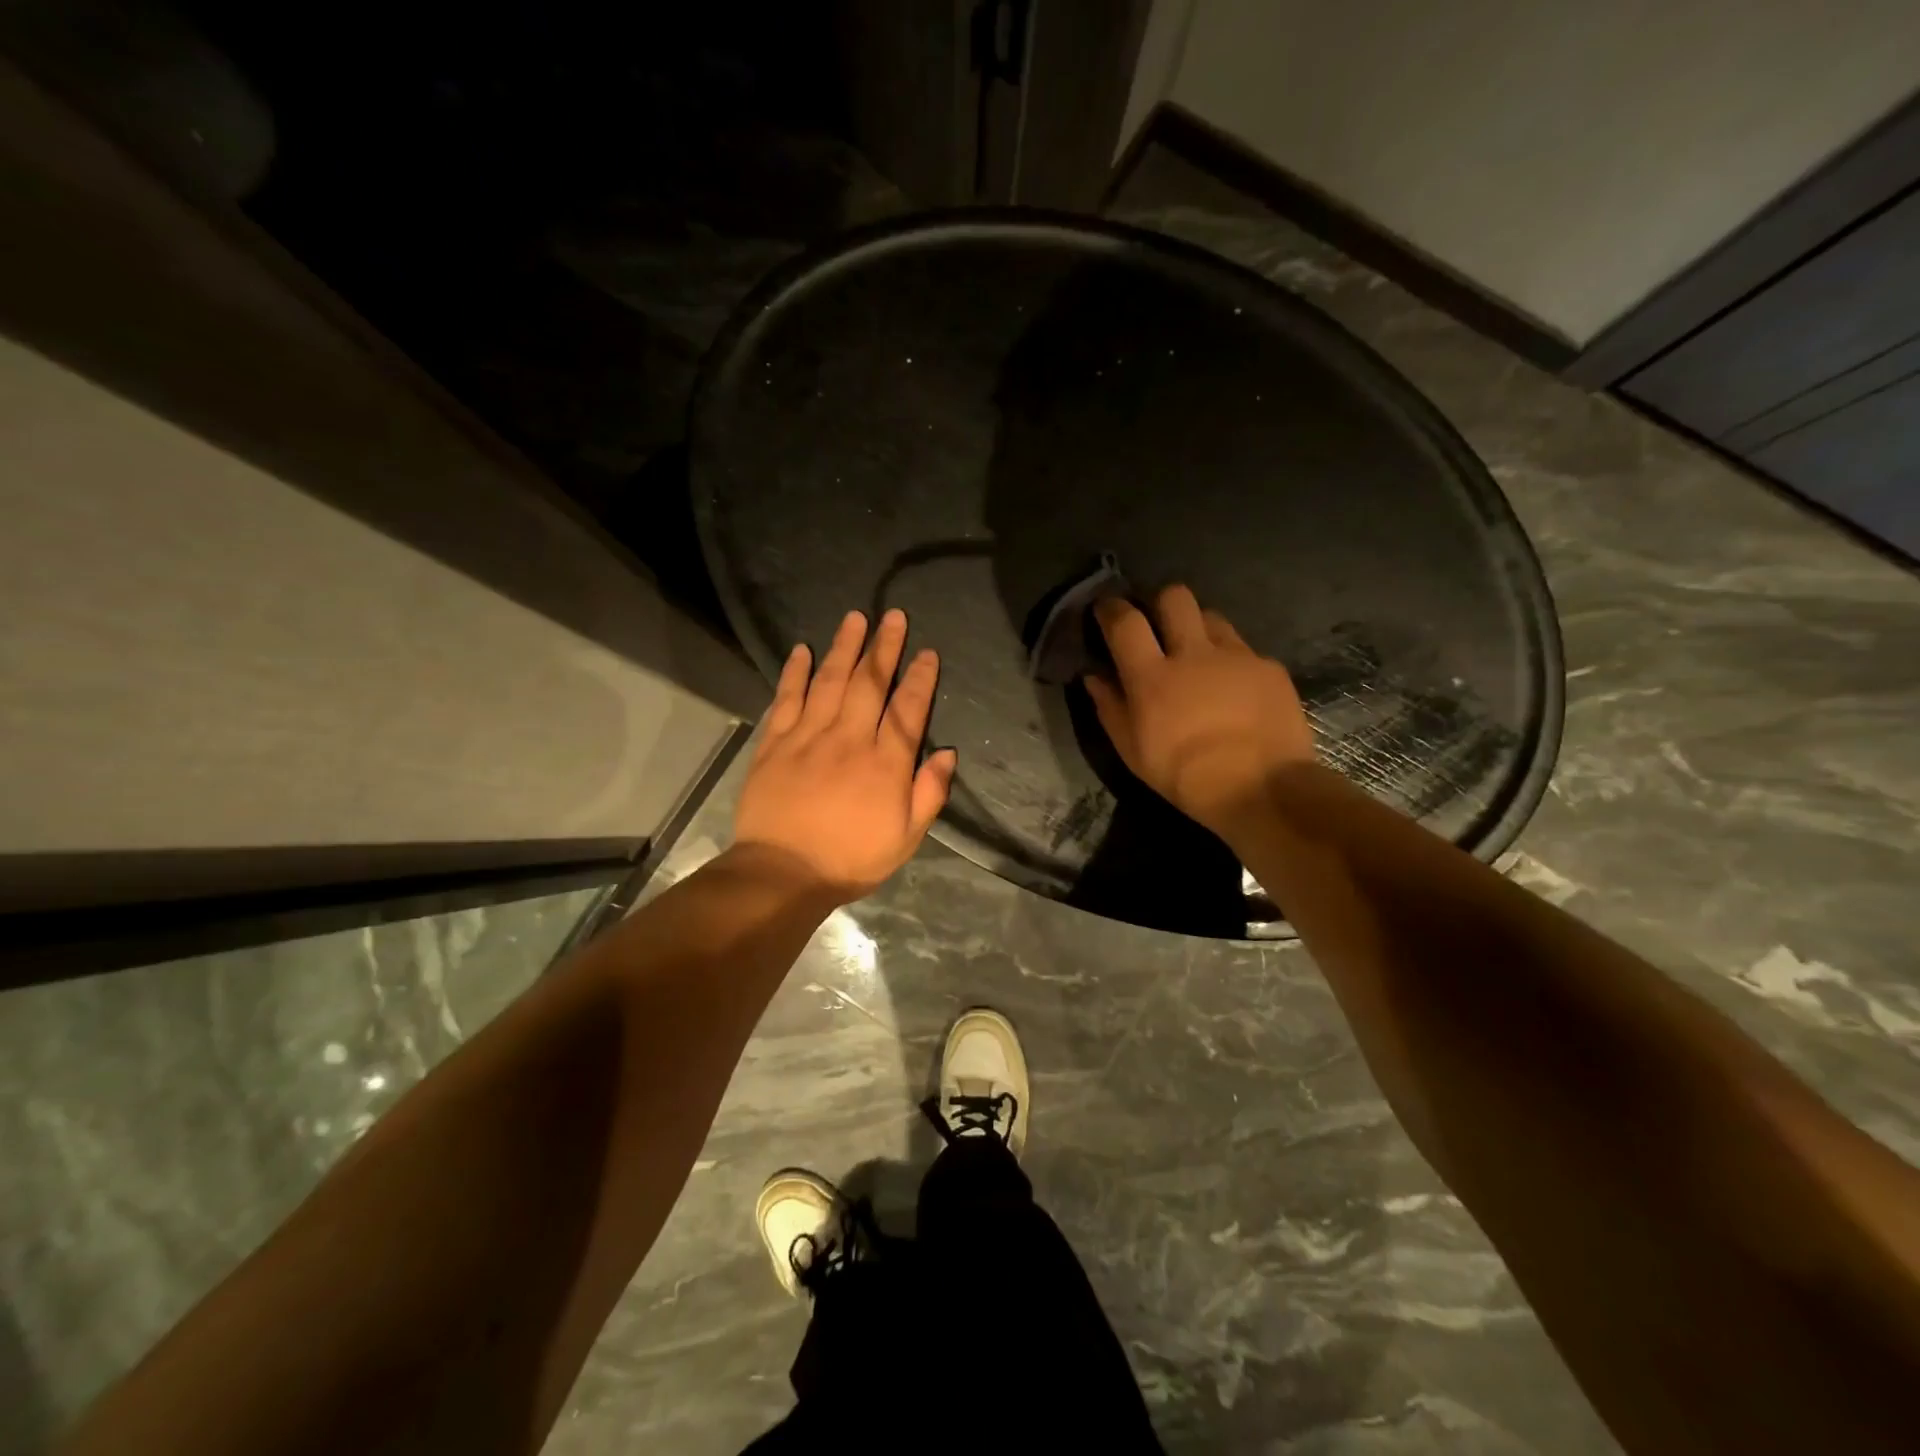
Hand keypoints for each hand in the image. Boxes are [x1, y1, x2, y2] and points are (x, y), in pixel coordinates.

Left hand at [733, 608, 956, 901]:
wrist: (783, 873)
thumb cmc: (851, 859)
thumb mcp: (906, 838)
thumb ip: (929, 793)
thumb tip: (947, 753)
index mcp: (885, 763)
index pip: (908, 709)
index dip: (920, 678)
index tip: (928, 653)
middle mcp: (849, 738)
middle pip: (869, 683)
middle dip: (884, 647)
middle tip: (893, 616)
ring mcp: (808, 736)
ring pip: (829, 681)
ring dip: (844, 647)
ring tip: (855, 618)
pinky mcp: (775, 743)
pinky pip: (786, 699)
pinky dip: (794, 673)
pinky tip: (802, 650)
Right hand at [1085, 585, 1314, 837]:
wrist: (1261, 790)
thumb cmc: (1184, 777)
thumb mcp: (1132, 752)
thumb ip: (1110, 708)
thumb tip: (1094, 677)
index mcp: (1153, 676)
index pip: (1125, 622)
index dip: (1111, 609)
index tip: (1105, 609)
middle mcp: (1193, 653)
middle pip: (1174, 597)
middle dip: (1161, 603)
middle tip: (1158, 626)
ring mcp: (1237, 656)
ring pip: (1212, 617)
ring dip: (1199, 629)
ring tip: (1199, 657)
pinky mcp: (1269, 667)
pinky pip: (1245, 650)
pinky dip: (1233, 662)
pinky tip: (1236, 690)